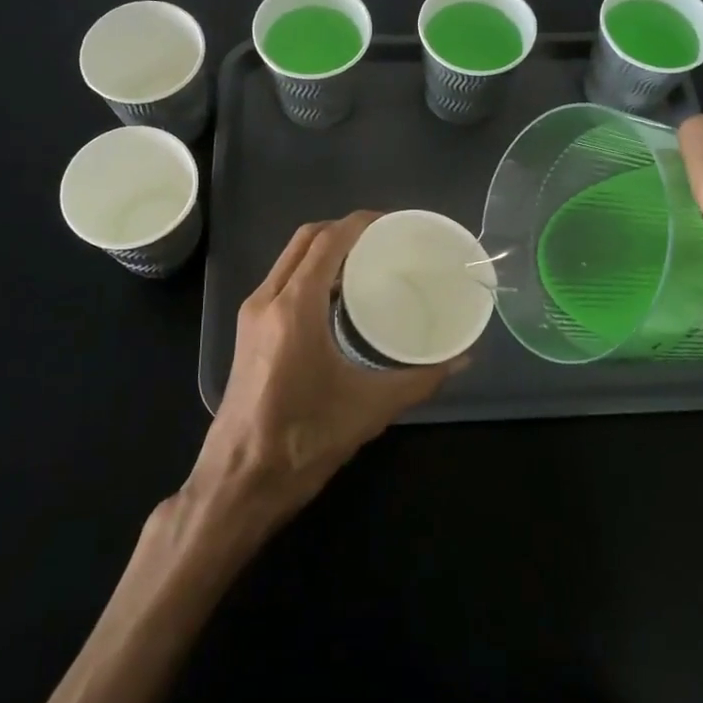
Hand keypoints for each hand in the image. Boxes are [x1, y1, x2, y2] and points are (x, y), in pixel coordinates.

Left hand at [191, 211, 460, 521]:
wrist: (239, 481)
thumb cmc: (304, 441)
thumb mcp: (369, 408)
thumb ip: (419, 379)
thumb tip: (462, 359)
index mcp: (294, 308)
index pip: (327, 242)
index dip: (359, 223)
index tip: (392, 222)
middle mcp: (267, 299)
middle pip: (304, 240)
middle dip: (342, 229)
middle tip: (383, 239)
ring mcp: (252, 314)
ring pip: (289, 259)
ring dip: (323, 249)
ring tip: (365, 260)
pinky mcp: (248, 331)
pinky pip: (281, 281)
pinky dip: (309, 271)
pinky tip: (337, 294)